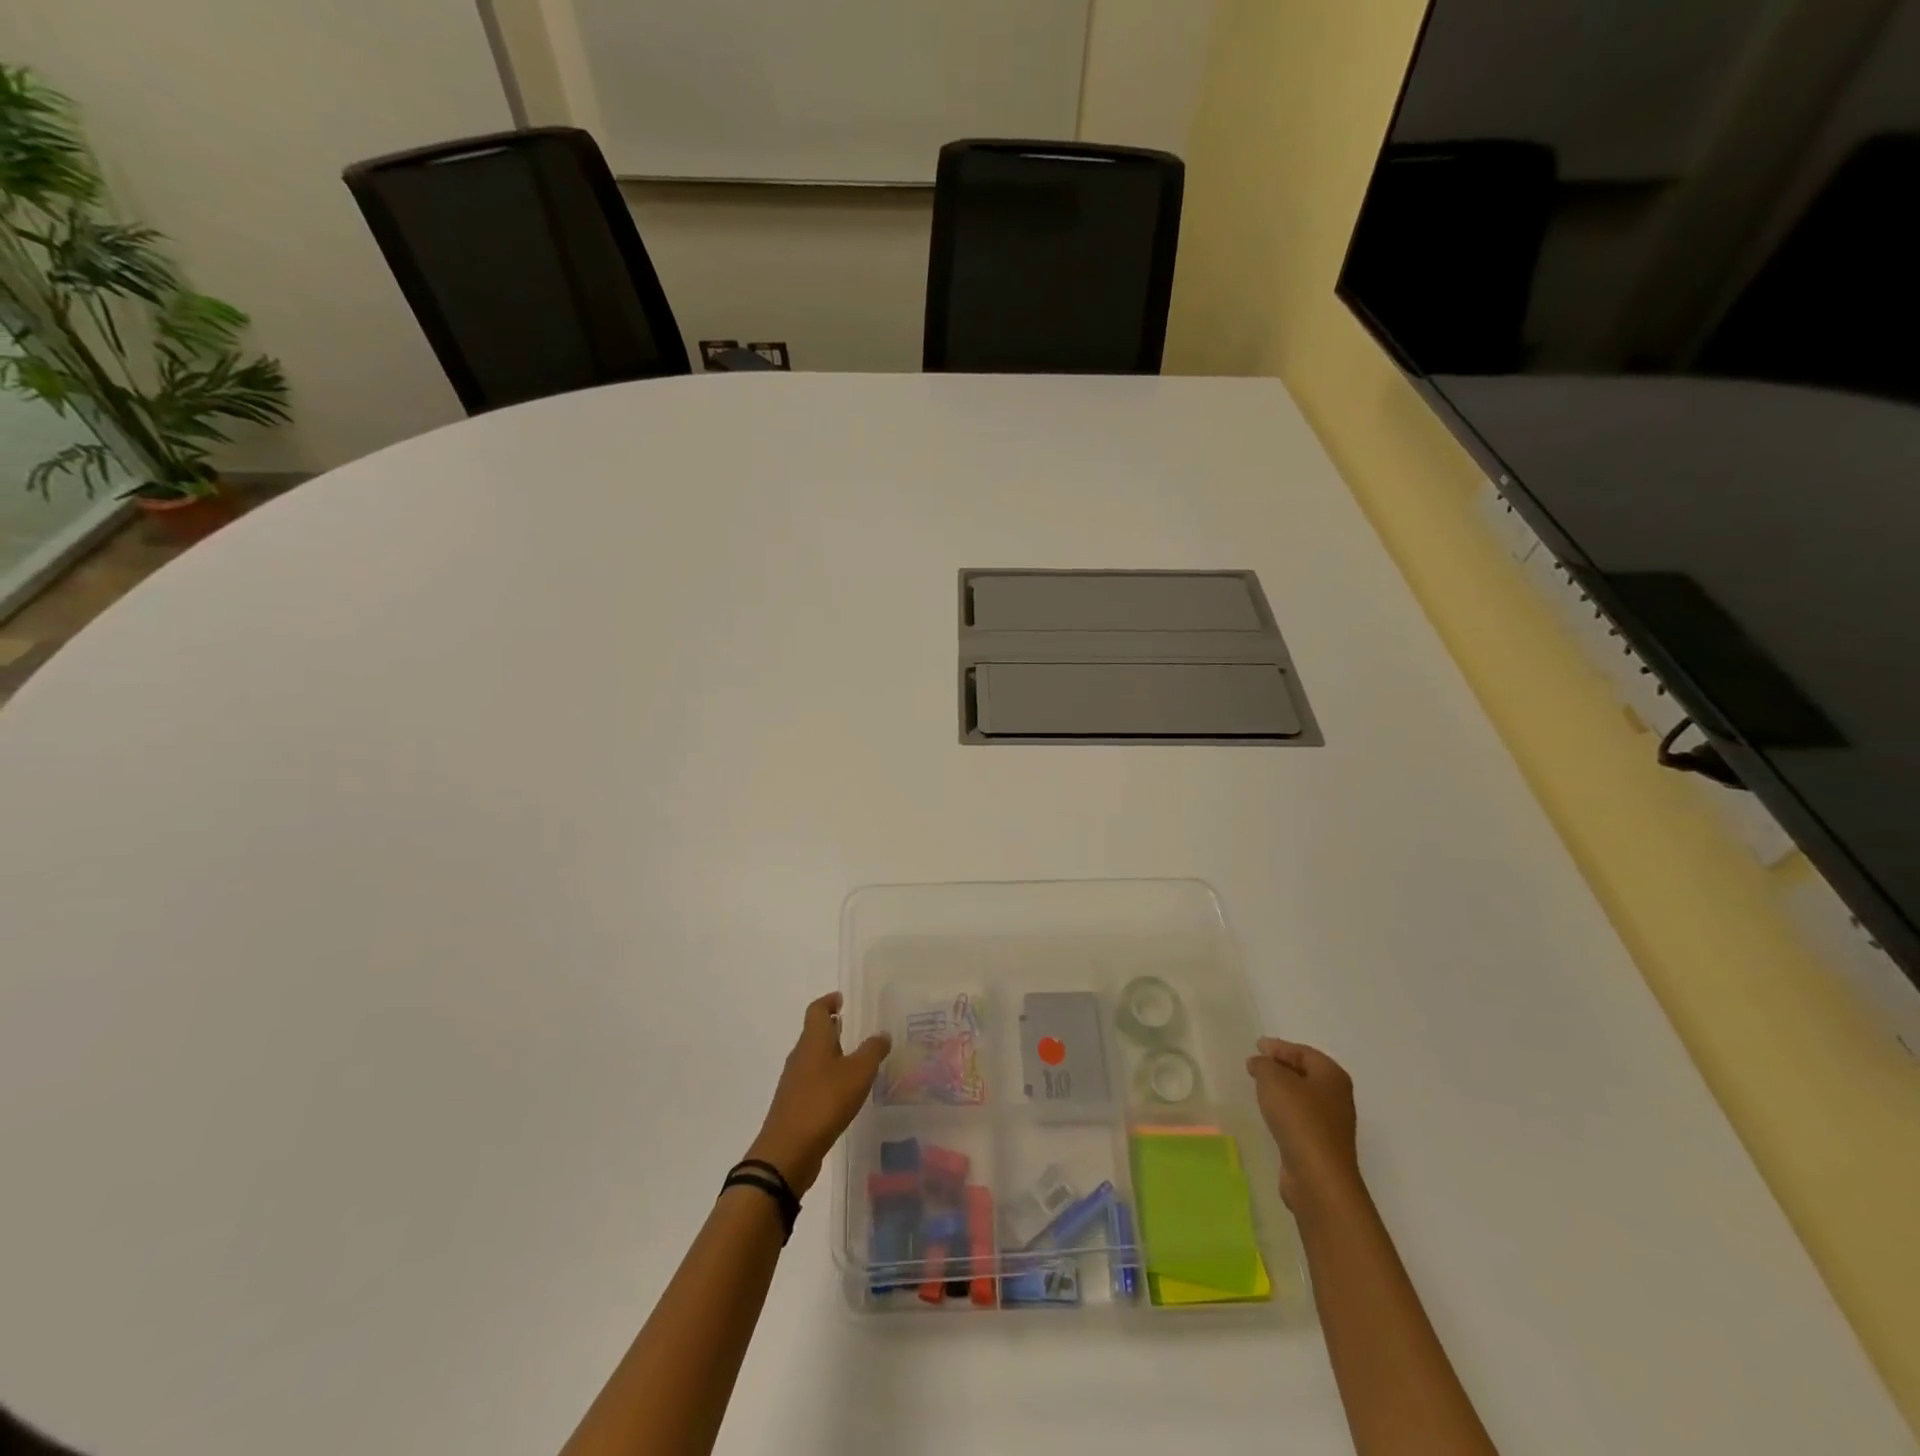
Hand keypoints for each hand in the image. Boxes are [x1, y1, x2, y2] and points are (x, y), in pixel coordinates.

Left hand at [746, 993, 891, 1196]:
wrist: (788, 1152)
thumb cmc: (824, 1102)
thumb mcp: (858, 1073)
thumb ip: (872, 1051)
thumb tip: (882, 1034)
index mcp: (813, 1041)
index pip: (817, 1010)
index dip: (829, 1001)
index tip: (842, 999)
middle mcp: (800, 1056)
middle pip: (814, 1033)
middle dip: (833, 1029)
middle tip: (857, 1030)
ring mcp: (794, 1082)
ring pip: (814, 1059)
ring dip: (832, 1055)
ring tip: (856, 1061)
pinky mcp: (794, 1105)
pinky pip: (813, 1082)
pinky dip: (828, 1079)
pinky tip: (844, 1093)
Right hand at [1246, 1036, 1362, 1213]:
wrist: (1317, 1177)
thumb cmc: (1299, 1119)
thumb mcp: (1273, 1080)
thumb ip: (1263, 1065)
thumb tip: (1259, 1063)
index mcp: (1332, 1076)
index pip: (1303, 1052)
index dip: (1279, 1047)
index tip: (1257, 1046)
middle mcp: (1336, 1097)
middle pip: (1306, 1073)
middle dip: (1281, 1066)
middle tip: (1256, 1063)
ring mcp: (1331, 1124)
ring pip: (1303, 1097)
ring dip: (1282, 1090)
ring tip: (1259, 1086)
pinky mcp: (1320, 1145)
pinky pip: (1300, 1118)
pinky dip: (1284, 1111)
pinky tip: (1270, 1113)